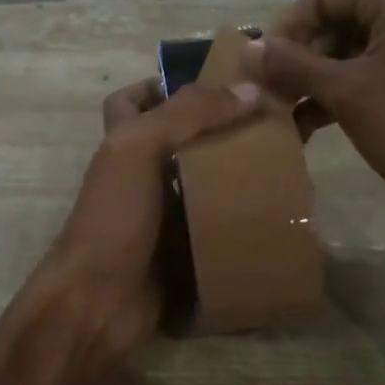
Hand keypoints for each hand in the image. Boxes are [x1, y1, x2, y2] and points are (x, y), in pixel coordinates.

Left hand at [44, 76, 264, 362]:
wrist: (98, 303)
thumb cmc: (113, 217)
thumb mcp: (140, 148)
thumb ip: (188, 114)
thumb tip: (249, 89)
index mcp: (124, 142)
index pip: (135, 99)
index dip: (163, 84)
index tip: (213, 82)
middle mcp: (142, 173)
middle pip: (181, 139)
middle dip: (220, 129)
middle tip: (271, 121)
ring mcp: (163, 214)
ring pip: (204, 182)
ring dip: (237, 173)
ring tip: (286, 160)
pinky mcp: (184, 249)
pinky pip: (217, 225)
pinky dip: (242, 218)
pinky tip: (279, 210)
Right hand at [252, 0, 384, 253]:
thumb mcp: (348, 95)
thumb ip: (294, 65)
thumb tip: (251, 47)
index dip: (285, 30)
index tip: (258, 70)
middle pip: (341, 22)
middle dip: (300, 60)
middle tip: (270, 98)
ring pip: (358, 52)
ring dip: (319, 82)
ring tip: (285, 118)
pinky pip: (382, 73)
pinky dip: (348, 94)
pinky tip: (315, 127)